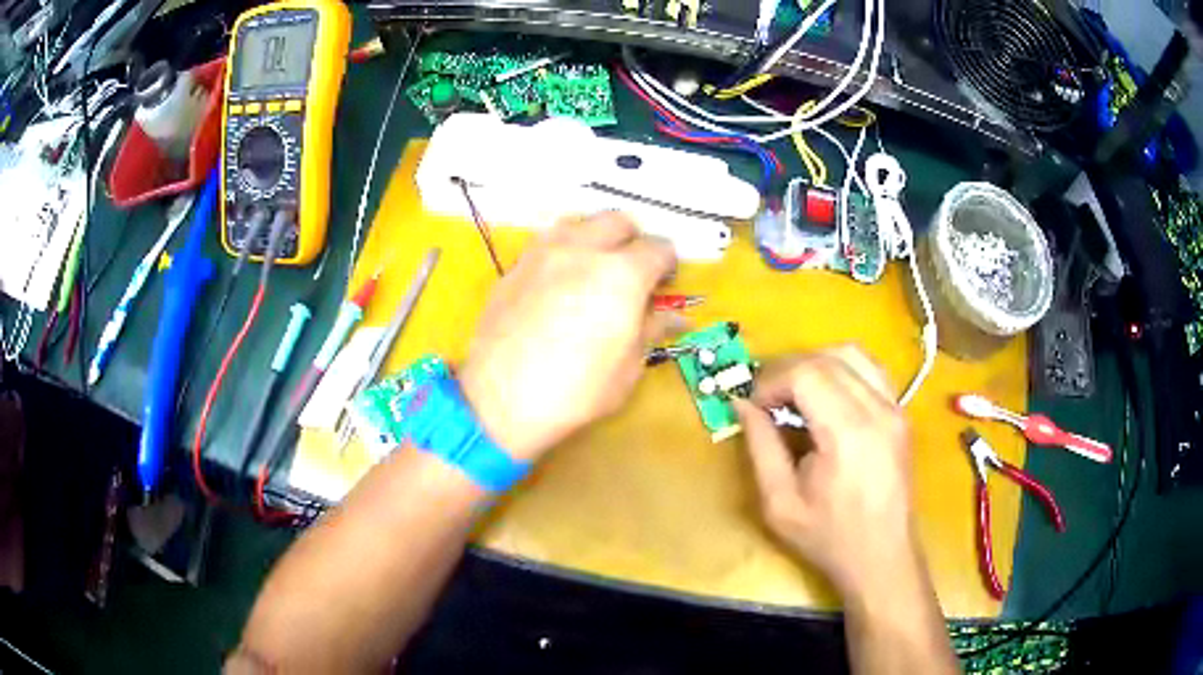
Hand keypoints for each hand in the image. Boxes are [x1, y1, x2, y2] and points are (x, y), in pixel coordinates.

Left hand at [460, 213, 677, 461]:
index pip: (658, 248)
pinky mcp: (515, 265)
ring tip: (594, 268)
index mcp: (622, 274)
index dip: (668, 265)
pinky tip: (560, 280)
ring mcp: (543, 253)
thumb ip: (651, 330)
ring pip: (579, 222)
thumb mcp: (627, 368)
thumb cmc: (575, 392)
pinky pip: (546, 240)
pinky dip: (563, 249)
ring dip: (595, 237)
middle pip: (618, 221)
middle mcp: (584, 250)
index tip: (664, 284)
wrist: (501, 401)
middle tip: (632, 273)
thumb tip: (676, 318)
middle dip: (633, 241)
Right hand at [733, 346, 917, 596]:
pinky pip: (871, 370)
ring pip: (852, 354)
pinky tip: (826, 397)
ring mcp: (895, 408)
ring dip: (816, 364)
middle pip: (827, 358)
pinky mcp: (901, 414)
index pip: (806, 373)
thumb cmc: (829, 538)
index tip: (753, 405)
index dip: (771, 381)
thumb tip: (742, 405)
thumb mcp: (780, 503)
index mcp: (848, 433)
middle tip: (766, 398)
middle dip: (788, 370)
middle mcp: (878, 410)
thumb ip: (760, 447)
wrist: (883, 558)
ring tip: (794, 394)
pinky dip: (842, 370)